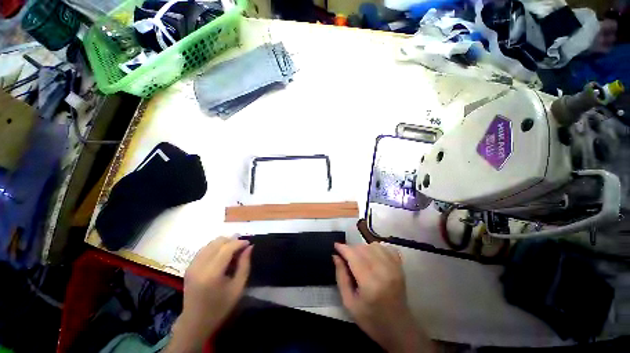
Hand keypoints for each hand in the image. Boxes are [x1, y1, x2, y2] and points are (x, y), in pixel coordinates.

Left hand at [167, 237, 251, 352]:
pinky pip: (204, 249)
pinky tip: (222, 255)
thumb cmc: (220, 307)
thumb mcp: (238, 287)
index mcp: (212, 273)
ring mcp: (192, 265)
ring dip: (224, 243)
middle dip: (232, 240)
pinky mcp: (189, 267)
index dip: (240, 242)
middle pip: (218, 242)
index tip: (249, 243)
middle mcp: (200, 266)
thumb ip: (245, 264)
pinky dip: (215, 247)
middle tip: (242, 247)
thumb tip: (250, 247)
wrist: (195, 323)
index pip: (227, 248)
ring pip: (210, 243)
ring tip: (233, 250)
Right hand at [333, 243, 433, 352]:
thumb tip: (336, 256)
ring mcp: (394, 268)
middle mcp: (383, 271)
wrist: (398, 329)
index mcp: (370, 283)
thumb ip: (341, 277)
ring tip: (359, 257)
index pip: (354, 256)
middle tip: (346, 256)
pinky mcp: (400, 267)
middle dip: (351, 249)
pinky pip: (387, 247)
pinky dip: (377, 248)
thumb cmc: (370, 319)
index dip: (343, 248)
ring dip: (363, 248)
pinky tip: (373, 255)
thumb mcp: (349, 303)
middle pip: (363, 248)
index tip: (335, 245)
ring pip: (374, 245)